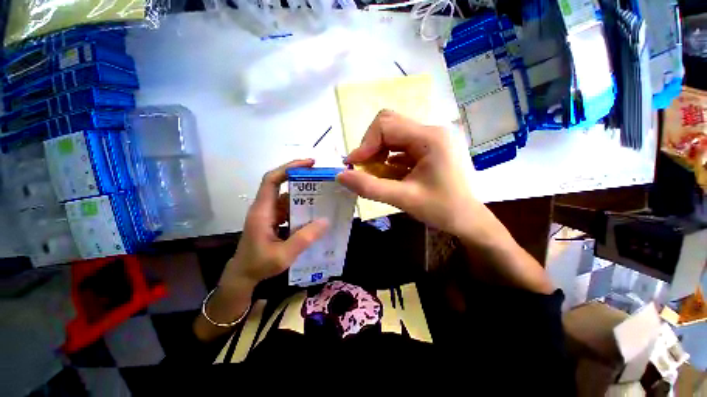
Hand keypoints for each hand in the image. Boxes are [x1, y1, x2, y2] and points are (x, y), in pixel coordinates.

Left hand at [220, 159, 328, 290]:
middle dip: (301, 178)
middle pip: (281, 184)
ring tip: (323, 195)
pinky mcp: (273, 220)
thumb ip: (304, 238)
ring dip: (303, 194)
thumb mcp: (283, 255)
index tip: (309, 163)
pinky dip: (302, 207)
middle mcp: (265, 208)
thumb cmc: (259, 265)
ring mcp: (269, 214)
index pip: (272, 180)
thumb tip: (325, 221)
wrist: (243, 276)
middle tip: (322, 178)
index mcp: (262, 211)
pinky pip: (289, 208)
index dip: (289, 168)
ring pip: (287, 197)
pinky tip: (314, 213)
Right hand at [337, 111, 553, 294]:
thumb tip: (341, 176)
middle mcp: (432, 130)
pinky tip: (388, 174)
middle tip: (364, 168)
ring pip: (393, 135)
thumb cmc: (442, 210)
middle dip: (371, 146)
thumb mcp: (403, 199)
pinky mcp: (429, 147)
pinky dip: (389, 158)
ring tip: (375, 173)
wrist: (468, 220)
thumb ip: (370, 187)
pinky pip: (401, 146)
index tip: (353, 165)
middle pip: (389, 125)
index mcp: (430, 137)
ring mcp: (431, 138)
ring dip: (379, 153)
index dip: (365, 144)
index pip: (386, 125)